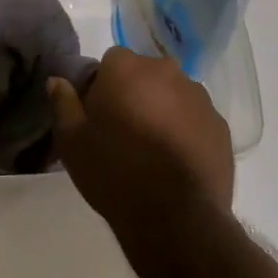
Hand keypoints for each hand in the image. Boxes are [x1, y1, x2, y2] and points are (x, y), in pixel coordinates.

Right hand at [48, 47, 234, 243]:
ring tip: (153, 149)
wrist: (174, 217)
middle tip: (124, 131)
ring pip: (173, 94)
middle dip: (135, 93)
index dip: (103, 85)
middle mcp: (166, 71)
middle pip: (145, 74)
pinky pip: (196, 119)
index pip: (111, 60)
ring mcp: (199, 97)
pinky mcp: (221, 125)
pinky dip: (186, 131)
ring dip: (163, 110)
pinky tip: (176, 161)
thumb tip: (57, 80)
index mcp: (127, 68)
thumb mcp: (72, 140)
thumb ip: (63, 103)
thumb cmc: (114, 171)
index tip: (98, 114)